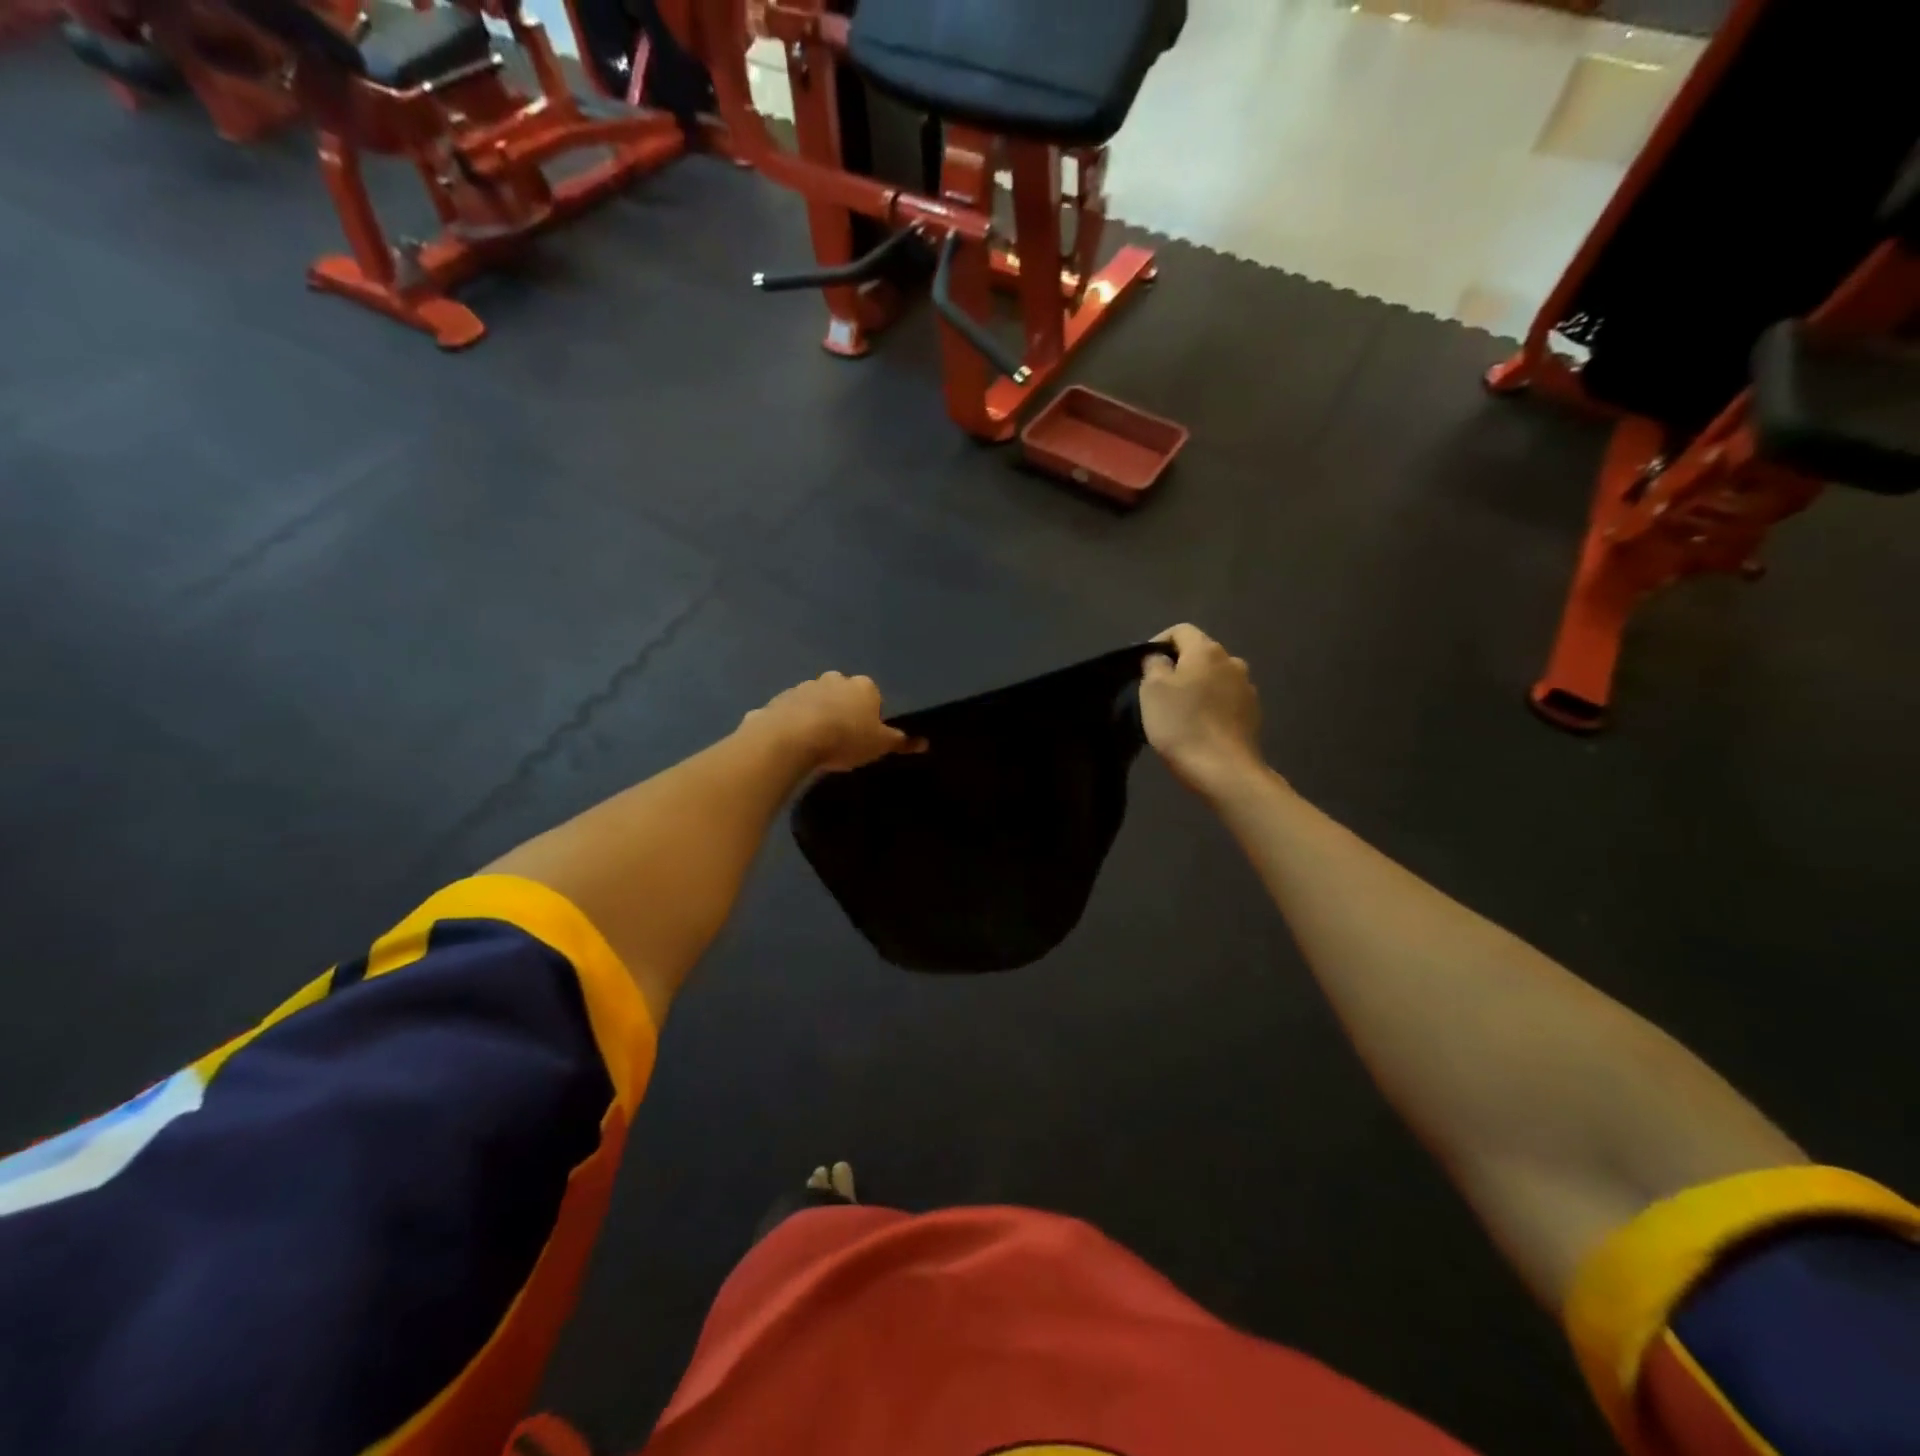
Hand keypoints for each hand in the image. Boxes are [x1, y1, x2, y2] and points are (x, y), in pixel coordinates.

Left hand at [744, 672, 918, 773]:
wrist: (793, 737)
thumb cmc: (846, 739)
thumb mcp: (880, 745)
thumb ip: (901, 742)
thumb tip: (925, 743)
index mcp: (863, 686)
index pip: (873, 697)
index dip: (870, 718)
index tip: (864, 738)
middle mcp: (835, 679)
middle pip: (844, 695)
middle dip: (843, 711)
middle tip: (841, 740)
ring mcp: (805, 686)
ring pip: (817, 700)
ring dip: (818, 715)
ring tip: (816, 744)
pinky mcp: (781, 698)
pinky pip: (793, 711)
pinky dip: (795, 722)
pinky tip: (794, 743)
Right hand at [1140, 625, 1264, 795]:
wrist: (1223, 769)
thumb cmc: (1181, 724)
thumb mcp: (1152, 689)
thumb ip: (1153, 664)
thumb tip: (1160, 659)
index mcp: (1207, 650)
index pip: (1180, 631)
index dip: (1158, 643)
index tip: (1144, 666)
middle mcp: (1232, 661)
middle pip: (1200, 654)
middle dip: (1179, 666)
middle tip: (1159, 691)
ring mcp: (1247, 688)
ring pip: (1215, 677)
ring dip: (1198, 686)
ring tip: (1180, 710)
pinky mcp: (1253, 713)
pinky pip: (1226, 699)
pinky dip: (1212, 705)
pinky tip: (1200, 725)